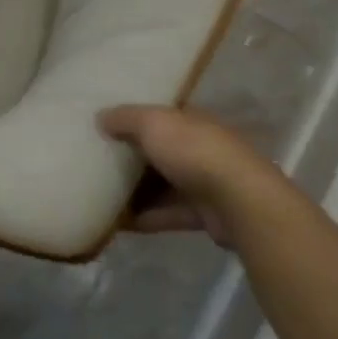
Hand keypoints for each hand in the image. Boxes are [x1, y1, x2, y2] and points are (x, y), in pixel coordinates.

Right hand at [100, 106, 268, 249]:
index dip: (133, 119)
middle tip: (97, 161)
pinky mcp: (204, 215)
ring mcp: (204, 182)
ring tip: (102, 194)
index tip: (105, 125)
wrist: (240, 202)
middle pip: (159, 151)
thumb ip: (125, 118)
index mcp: (190, 120)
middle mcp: (198, 147)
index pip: (159, 115)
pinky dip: (146, 217)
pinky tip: (120, 223)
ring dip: (137, 191)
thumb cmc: (193, 151)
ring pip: (163, 184)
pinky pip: (168, 213)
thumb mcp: (152, 123)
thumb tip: (100, 117)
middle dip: (132, 156)